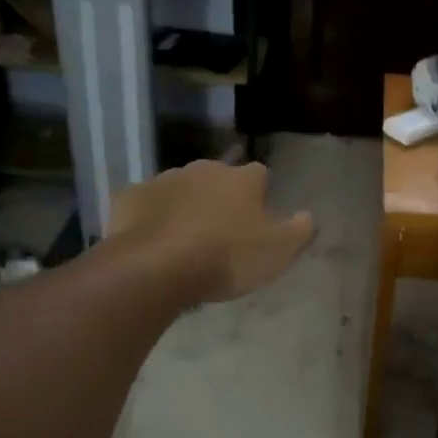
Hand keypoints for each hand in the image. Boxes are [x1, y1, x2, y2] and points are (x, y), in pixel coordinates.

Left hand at [106, 161, 314, 301]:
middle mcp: (204, 169)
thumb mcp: (279, 252)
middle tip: (222, 231)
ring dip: (186, 206)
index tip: (258, 218)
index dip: (261, 195)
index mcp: (242, 179)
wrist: (155, 267)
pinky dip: (151, 217)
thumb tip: (308, 215)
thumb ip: (300, 230)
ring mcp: (164, 180)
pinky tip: (153, 241)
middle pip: (218, 178)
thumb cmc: (226, 258)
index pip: (260, 175)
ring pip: (181, 188)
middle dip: (221, 197)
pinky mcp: (129, 197)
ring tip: (186, 239)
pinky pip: (146, 204)